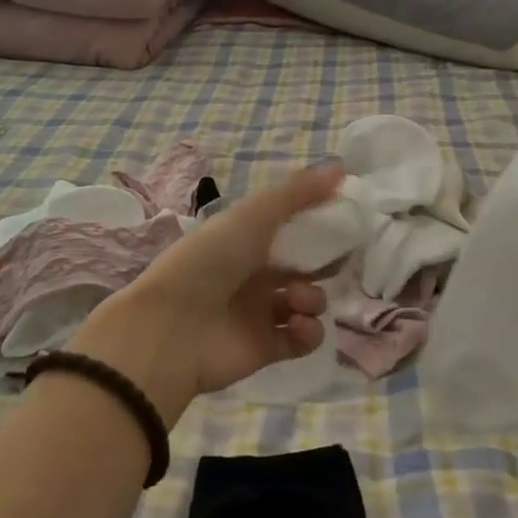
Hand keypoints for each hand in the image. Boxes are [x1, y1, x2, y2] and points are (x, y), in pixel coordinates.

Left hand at [64, 167, 341, 424]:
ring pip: (307, 302)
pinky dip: (308, 331)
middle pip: (304, 267)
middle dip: (324, 264)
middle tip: (334, 262)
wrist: (173, 329)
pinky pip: (303, 339)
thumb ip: (297, 193)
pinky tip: (297, 324)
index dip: (317, 226)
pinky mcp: (267, 348)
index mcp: (245, 240)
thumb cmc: (211, 261)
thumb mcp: (252, 215)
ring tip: (297, 299)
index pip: (290, 229)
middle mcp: (254, 274)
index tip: (344, 222)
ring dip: (314, 298)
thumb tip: (342, 170)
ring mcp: (260, 313)